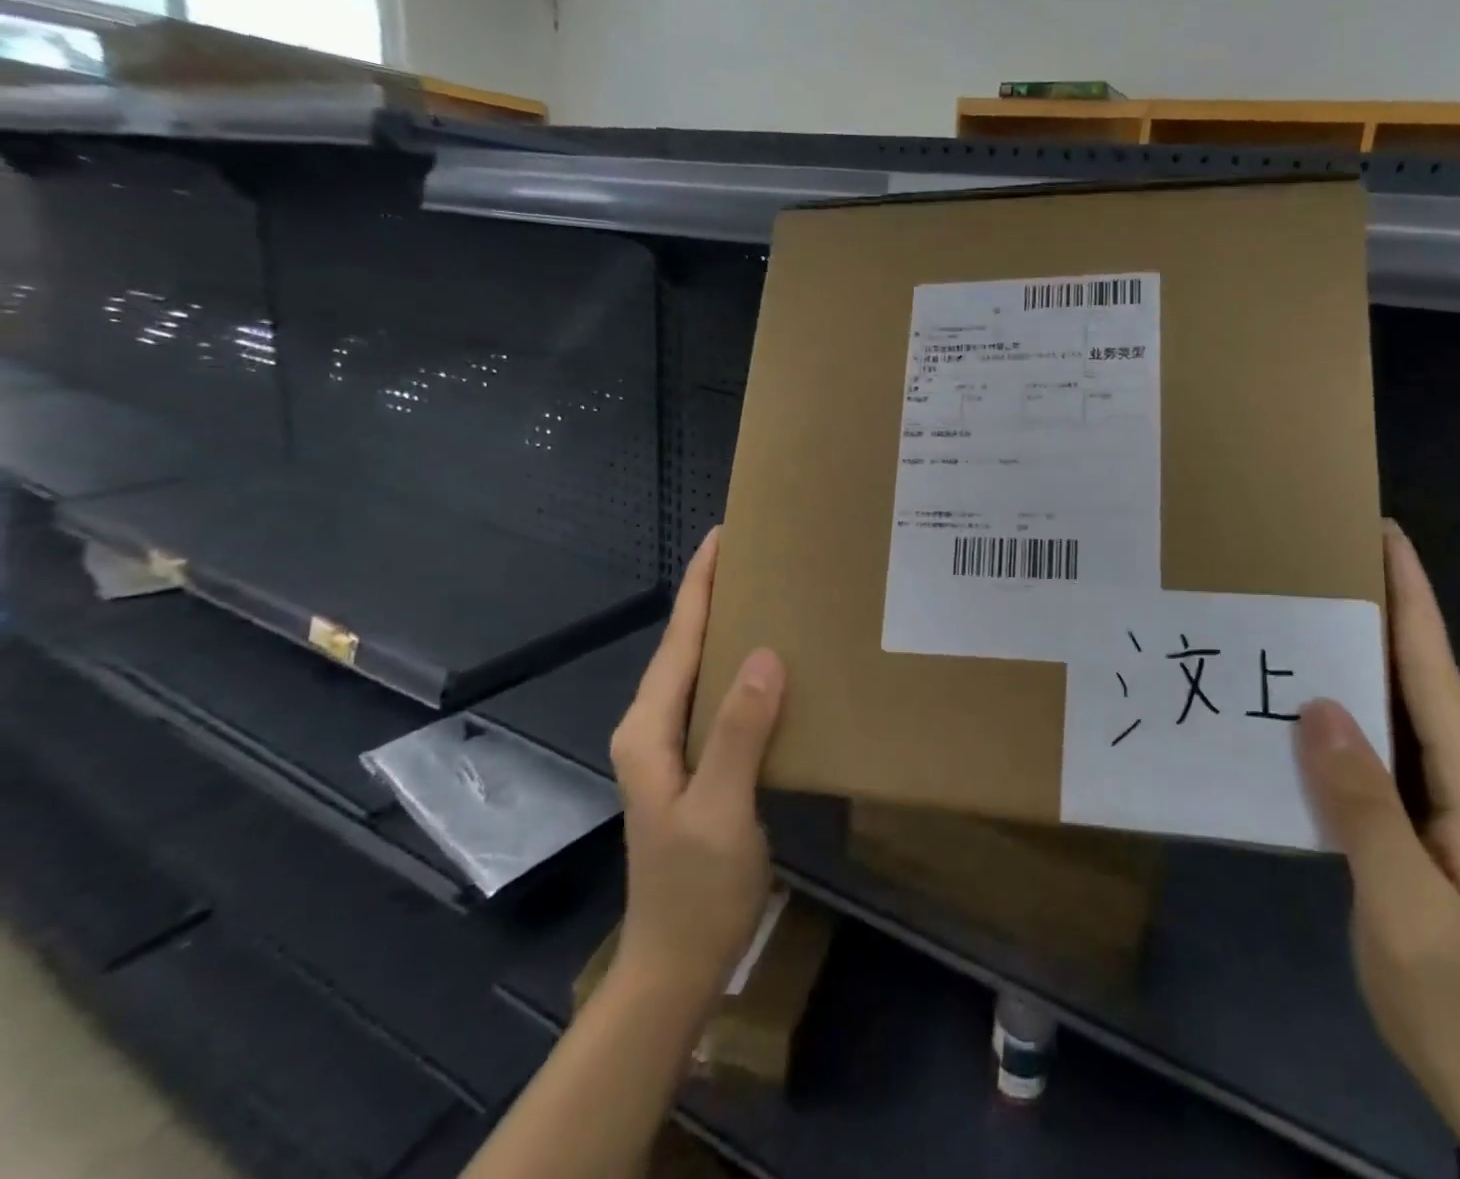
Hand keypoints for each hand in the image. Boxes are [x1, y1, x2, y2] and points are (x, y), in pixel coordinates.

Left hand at [608, 527, 785, 1010]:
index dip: (700, 585)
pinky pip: (718, 697)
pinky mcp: (697, 763)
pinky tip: (771, 660)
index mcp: (648, 728)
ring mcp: (673, 746)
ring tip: (768, 591)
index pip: (678, 640)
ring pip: (701, 668)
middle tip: (756, 554)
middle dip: (713, 594)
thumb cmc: (695, 888)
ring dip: (727, 626)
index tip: (723, 536)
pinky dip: (740, 665)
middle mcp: (653, 726)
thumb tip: (767, 655)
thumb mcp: (720, 810)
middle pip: (685, 645)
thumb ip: (738, 732)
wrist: (678, 963)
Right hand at [1296, 524, 1459, 1178]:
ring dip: (1357, 659)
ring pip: (1396, 712)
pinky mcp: (1416, 823)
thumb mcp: (1406, 906)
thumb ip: (1364, 805)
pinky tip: (1303, 702)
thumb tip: (1318, 706)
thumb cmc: (1457, 995)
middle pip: (1419, 680)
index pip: (1436, 675)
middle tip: (1322, 562)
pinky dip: (1343, 713)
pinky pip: (1376, 750)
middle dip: (1381, 614)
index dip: (1412, 603)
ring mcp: (1444, 802)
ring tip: (1304, 613)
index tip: (1386, 540)